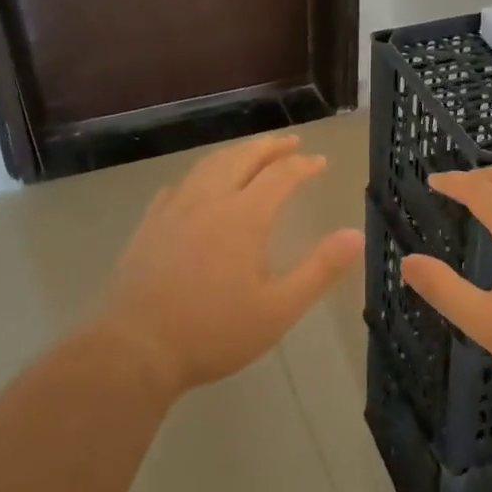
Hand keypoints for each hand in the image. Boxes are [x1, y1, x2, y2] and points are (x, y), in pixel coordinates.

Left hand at [95, 134, 362, 397]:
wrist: (136, 348)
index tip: (320, 162)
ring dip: (236, 153)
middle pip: (244, 157)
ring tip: (251, 153)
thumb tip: (356, 234)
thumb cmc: (214, 331)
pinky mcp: (150, 224)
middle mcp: (210, 200)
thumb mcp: (279, 308)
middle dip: (271, 147)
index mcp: (245, 216)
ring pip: (210, 165)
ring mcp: (175, 209)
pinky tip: (198, 187)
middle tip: (290, 142)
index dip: (304, 165)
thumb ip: (320, 269)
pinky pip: (179, 186)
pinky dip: (199, 176)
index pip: (282, 176)